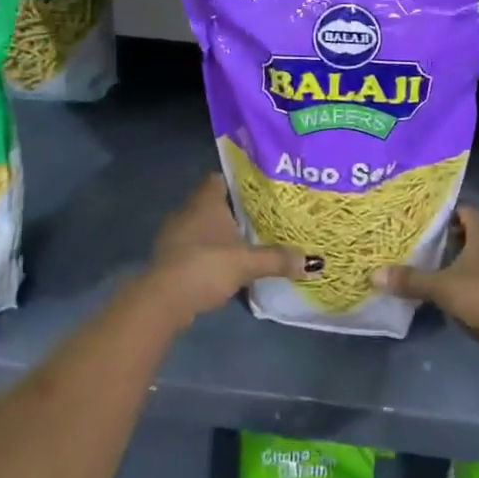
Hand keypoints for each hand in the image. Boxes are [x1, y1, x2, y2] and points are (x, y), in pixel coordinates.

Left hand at [145, 173, 303, 328]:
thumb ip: (278, 259)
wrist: (164, 299)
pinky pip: (192, 246)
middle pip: (212, 202)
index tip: (257, 191)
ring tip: (244, 242)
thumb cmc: (206, 265)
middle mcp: (186, 211)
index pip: (219, 177)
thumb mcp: (247, 263)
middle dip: (232, 210)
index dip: (237, 182)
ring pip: (201, 225)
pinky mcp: (168, 257)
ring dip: (218, 234)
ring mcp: (174, 234)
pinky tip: (222, 265)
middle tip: (258, 217)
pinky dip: (206, 252)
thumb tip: (314, 262)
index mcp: (205, 200)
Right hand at [372, 205, 478, 384]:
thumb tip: (373, 273)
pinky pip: (472, 280)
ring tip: (415, 261)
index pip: (461, 209)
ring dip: (447, 260)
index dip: (440, 211)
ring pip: (468, 258)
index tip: (414, 215)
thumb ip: (410, 279)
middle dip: (439, 236)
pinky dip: (456, 281)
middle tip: (407, 238)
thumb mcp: (443, 287)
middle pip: (463, 233)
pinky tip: (434, 289)